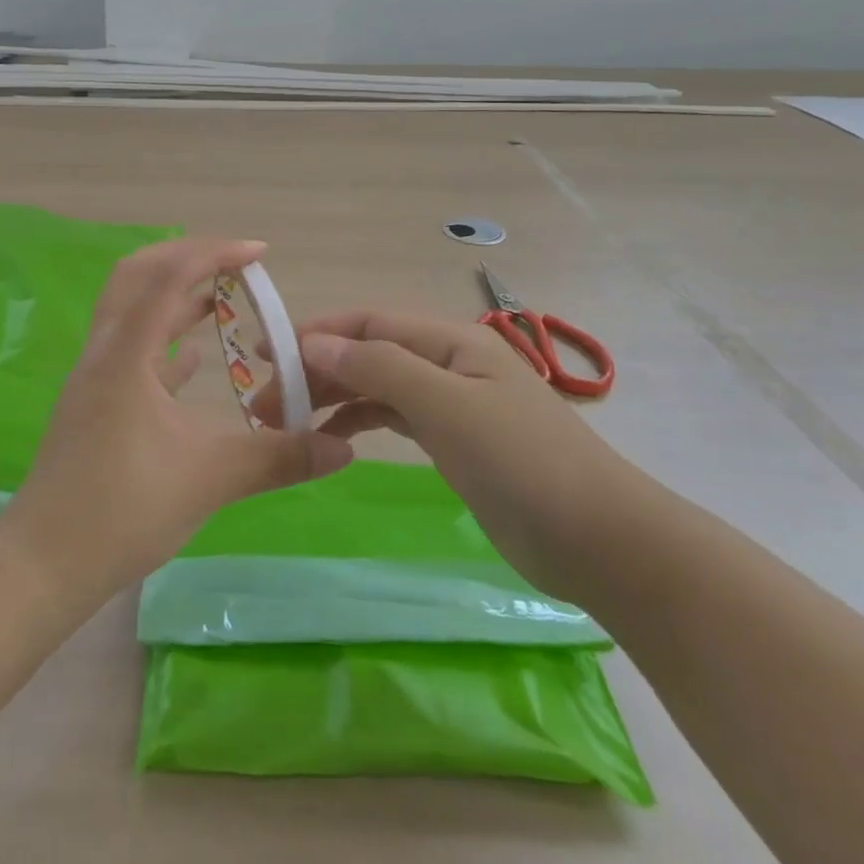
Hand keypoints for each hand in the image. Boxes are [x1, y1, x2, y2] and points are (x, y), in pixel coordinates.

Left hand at [0, 238, 354, 606]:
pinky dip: (164, 339)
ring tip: (223, 299)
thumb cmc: (123, 509)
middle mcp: (104, 350)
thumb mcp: (210, 479)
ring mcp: (94, 376)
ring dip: (175, 296)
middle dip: (187, 258)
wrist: (45, 562)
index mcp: (125, 352)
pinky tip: (195, 355)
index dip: (215, 253)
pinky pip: (131, 351)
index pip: (169, 276)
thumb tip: (344, 448)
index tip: (260, 254)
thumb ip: (279, 458)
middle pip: (138, 275)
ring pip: (133, 311)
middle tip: (236, 265)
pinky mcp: (94, 402)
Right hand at [253, 311, 635, 603]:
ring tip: (285, 422)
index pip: (367, 323)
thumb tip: (313, 343)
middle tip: (263, 402)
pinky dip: (358, 423)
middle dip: (315, 370)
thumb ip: (379, 369)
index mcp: (449, 341)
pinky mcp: (453, 441)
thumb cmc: (522, 463)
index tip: (263, 352)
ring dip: (331, 398)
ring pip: (376, 386)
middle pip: (367, 354)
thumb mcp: (446, 407)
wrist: (599, 540)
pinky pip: (392, 417)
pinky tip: (331, 440)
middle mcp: (446, 362)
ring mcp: (451, 403)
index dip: (314, 333)